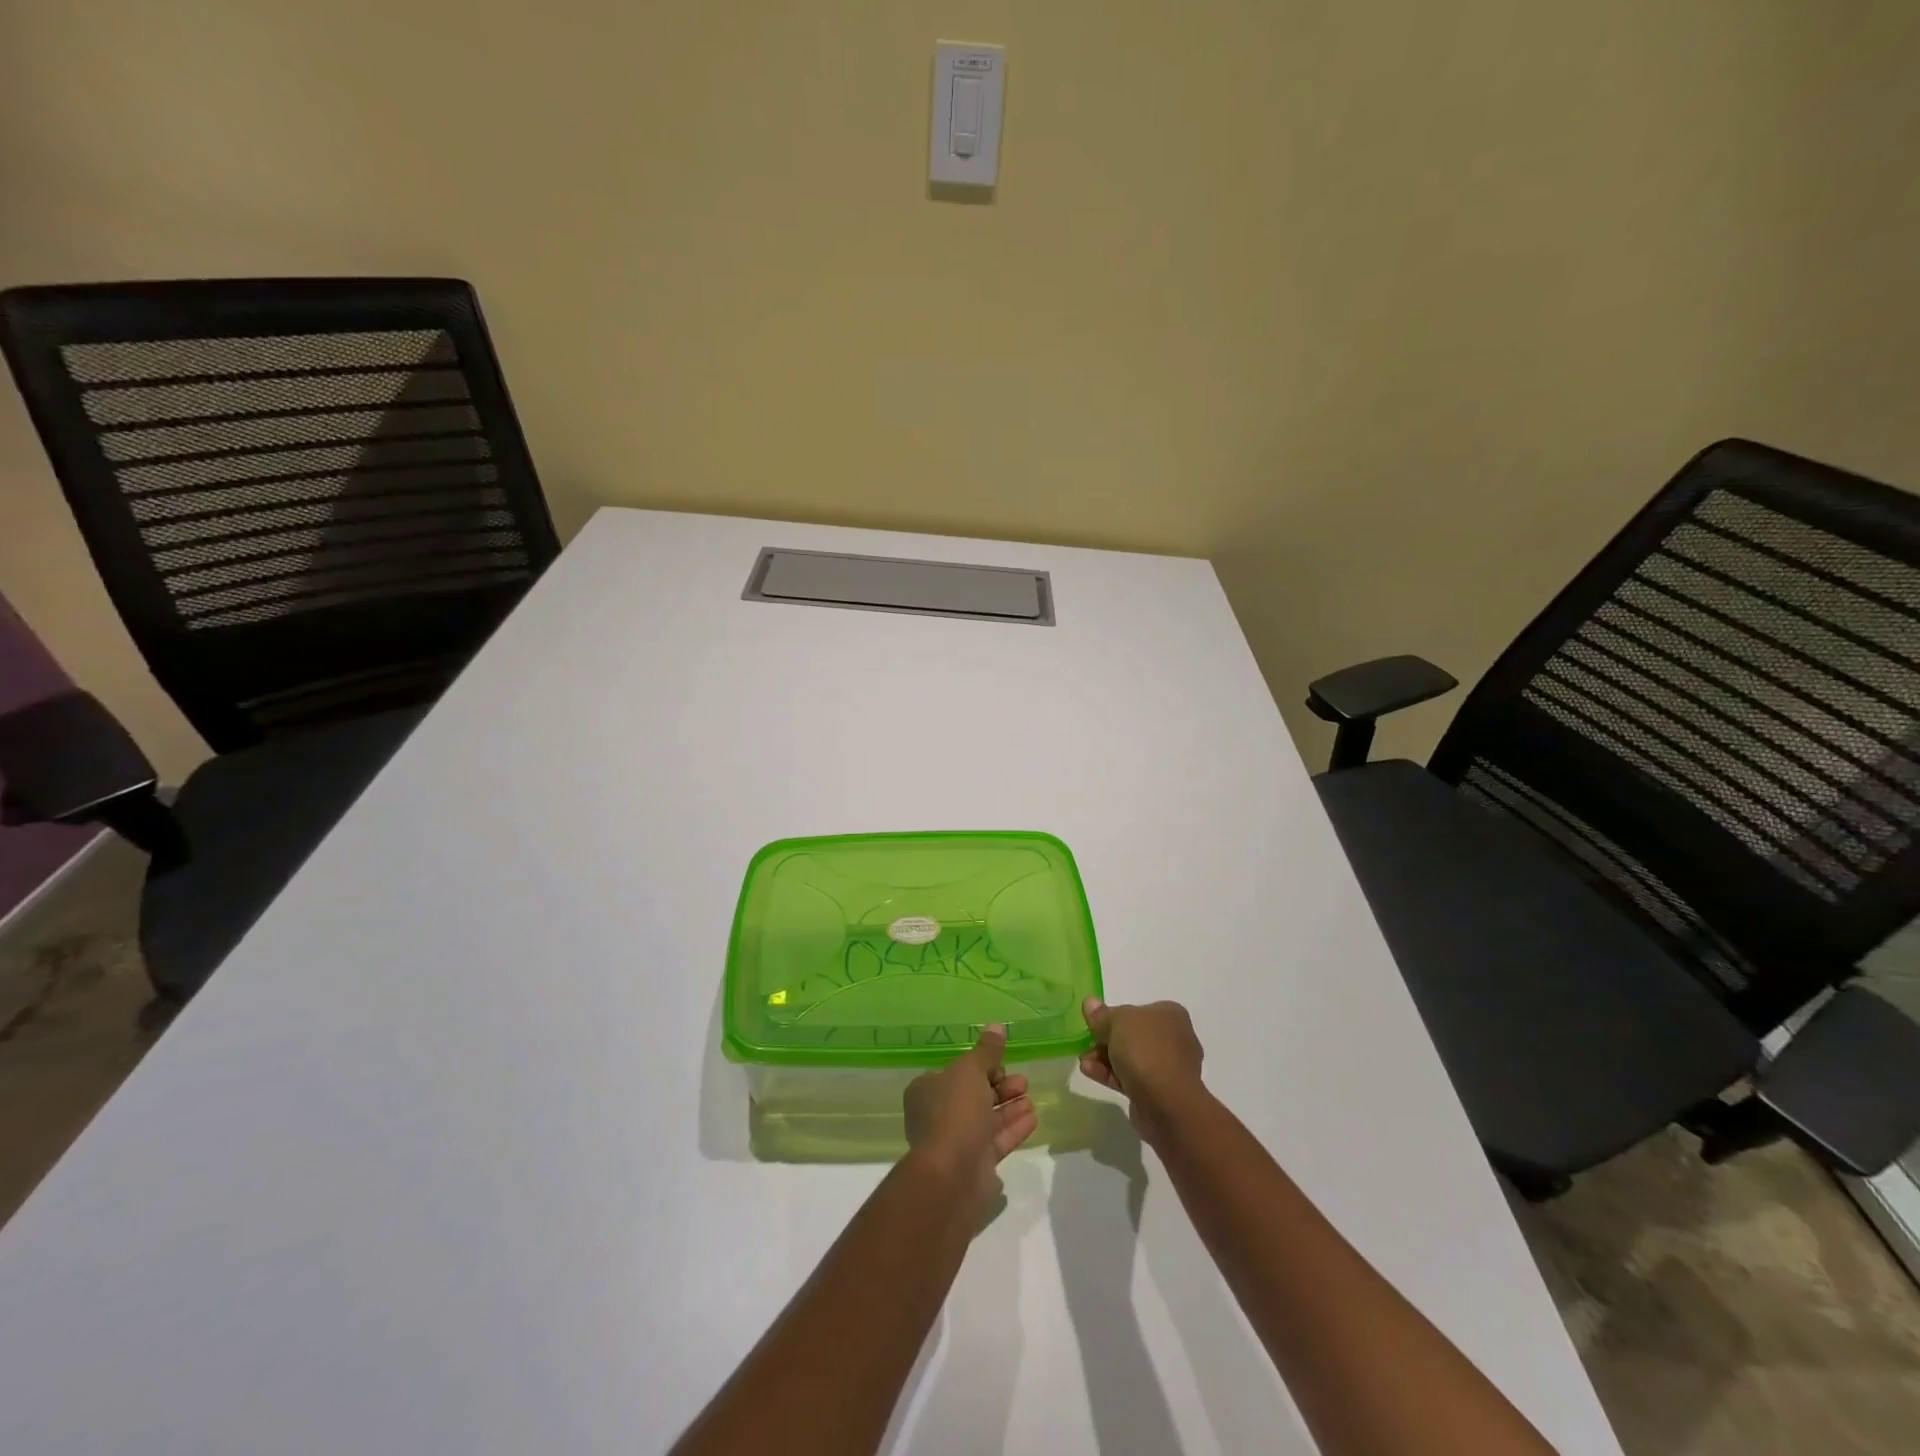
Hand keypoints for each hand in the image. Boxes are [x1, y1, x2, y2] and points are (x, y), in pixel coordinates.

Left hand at [903, 1024, 1037, 1219]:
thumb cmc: (955, 1112)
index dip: (982, 1066)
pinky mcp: (975, 1165)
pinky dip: (1014, 1128)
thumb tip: (996, 1026)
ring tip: (1031, 1099)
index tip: (1002, 1064)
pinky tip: (1033, 1118)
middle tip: (1023, 1082)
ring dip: (1010, 1107)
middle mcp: (938, 1115)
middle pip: (975, 1095)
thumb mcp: (970, 1070)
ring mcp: (956, 1142)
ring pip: (987, 1118)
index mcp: (927, 1090)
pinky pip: (996, 1141)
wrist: (952, 1175)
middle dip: (1001, 1087)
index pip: (958, 1072)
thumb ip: (986, 1050)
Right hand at [1078, 998, 1206, 1144]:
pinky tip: (1089, 1071)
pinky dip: (1110, 1074)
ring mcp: (1167, 1067)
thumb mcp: (1118, 1021)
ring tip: (1082, 1060)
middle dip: (1105, 1039)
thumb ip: (1102, 1014)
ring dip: (1104, 1057)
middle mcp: (1173, 1038)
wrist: (1167, 1103)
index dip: (1114, 1015)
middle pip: (1132, 1035)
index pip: (1138, 1010)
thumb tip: (1090, 1003)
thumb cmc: (1146, 1049)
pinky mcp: (1158, 1091)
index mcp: (1170, 1014)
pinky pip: (1130, 1077)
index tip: (1094, 1022)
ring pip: (1130, 1058)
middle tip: (1085, 1042)